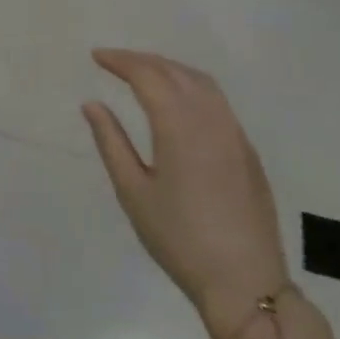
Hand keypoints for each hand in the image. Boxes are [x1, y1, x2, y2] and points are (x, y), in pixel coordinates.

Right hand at [81, 49, 289, 338]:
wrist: (244, 281)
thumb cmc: (178, 238)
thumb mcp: (133, 191)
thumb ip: (111, 142)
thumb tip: (92, 104)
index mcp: (180, 127)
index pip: (149, 76)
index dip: (121, 61)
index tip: (97, 56)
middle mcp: (212, 121)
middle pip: (177, 72)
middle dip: (144, 60)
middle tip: (114, 60)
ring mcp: (235, 135)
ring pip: (203, 84)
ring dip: (170, 69)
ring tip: (143, 72)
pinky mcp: (247, 151)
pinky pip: (218, 102)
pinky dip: (192, 86)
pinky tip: (177, 100)